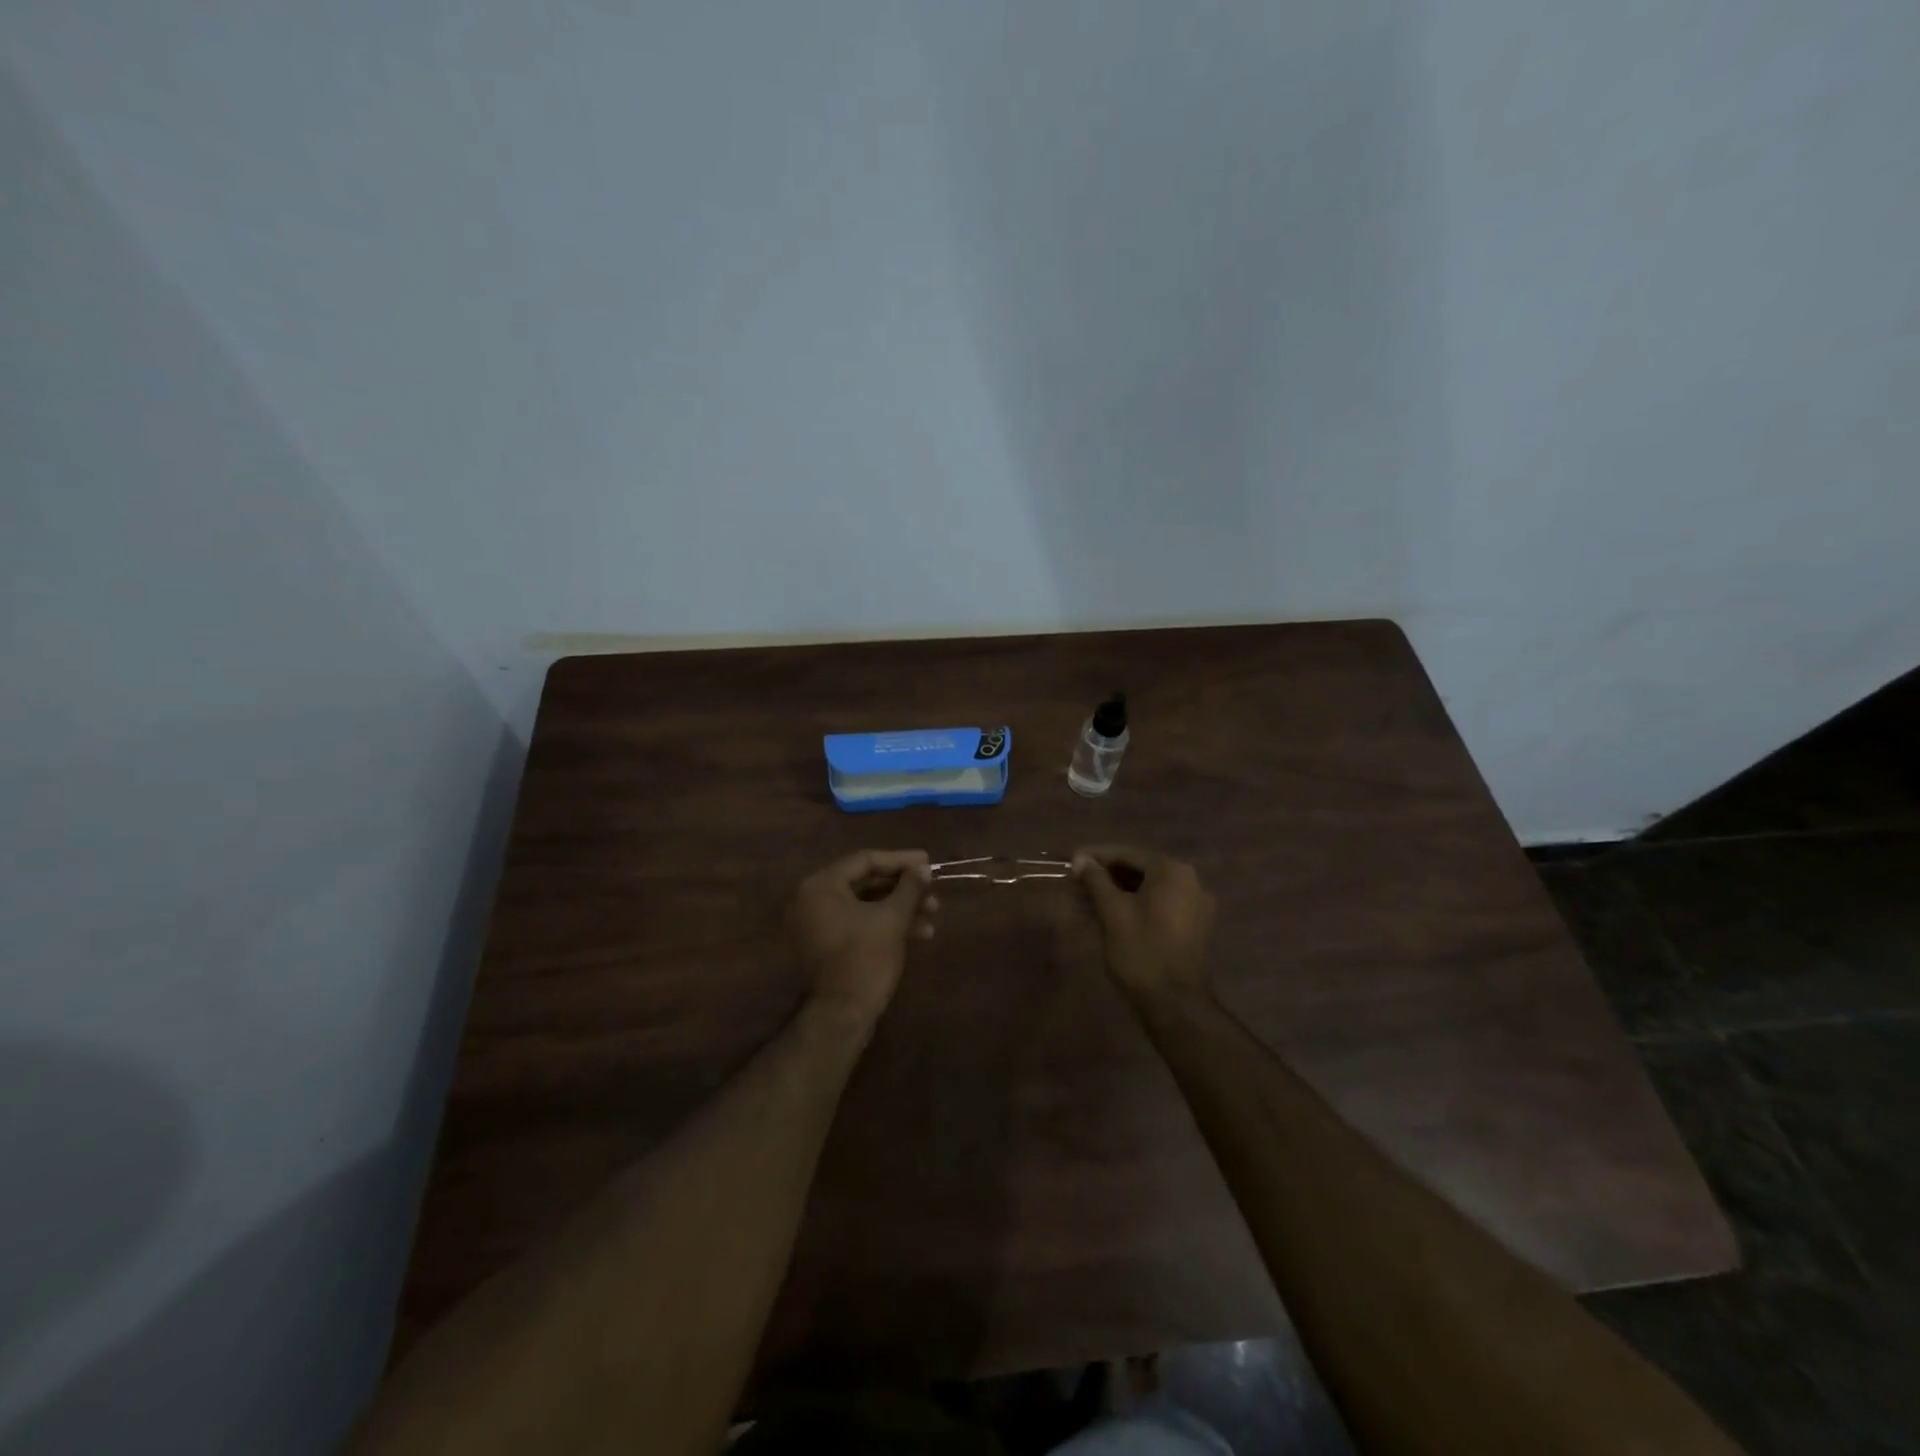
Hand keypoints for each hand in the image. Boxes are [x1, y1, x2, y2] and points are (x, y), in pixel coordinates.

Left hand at [790, 849, 937, 1031]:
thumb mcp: (892, 918)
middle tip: (933, 890)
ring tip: (933, 913)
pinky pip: (860, 922)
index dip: (900, 860)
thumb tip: (923, 867)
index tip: (927, 861)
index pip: (865, 860)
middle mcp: (814, 899)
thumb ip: (909, 887)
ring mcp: (820, 923)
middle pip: (866, 882)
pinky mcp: (830, 944)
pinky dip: (887, 924)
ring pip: (867, 904)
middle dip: (904, 888)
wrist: (841, 1016)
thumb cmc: (865, 959)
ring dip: (901, 907)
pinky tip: (920, 933)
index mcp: (821, 886)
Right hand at [1072, 845, 1215, 1002]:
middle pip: (1139, 870)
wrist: (1175, 1003)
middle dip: (1106, 875)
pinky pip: (1158, 905)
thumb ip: (1096, 880)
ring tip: (1086, 899)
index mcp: (1172, 871)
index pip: (1127, 853)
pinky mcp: (1193, 927)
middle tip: (1075, 882)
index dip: (1096, 856)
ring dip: (1117, 891)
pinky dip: (1134, 905)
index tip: (1071, 861)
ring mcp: (1195, 905)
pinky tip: (1108, 914)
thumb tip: (1081, 859)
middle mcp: (1189, 881)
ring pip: (1148, 890)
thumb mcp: (1112, 912)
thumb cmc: (1141, 950)